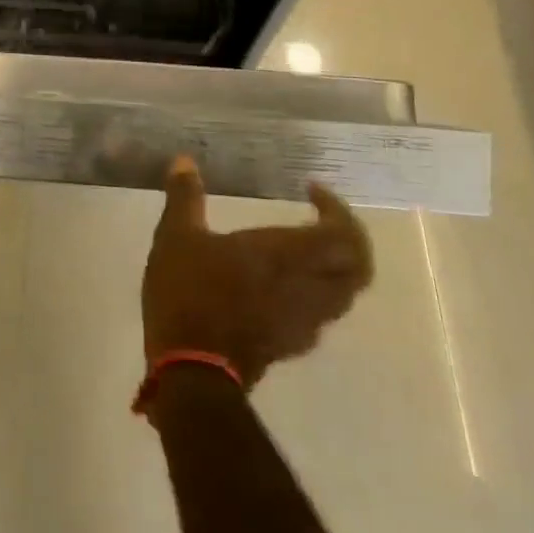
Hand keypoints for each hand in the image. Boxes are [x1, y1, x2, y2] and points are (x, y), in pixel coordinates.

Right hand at [141, 157, 372, 389]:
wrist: (192, 372)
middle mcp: (307, 288)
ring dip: (334, 268)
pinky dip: (315, 292)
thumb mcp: (177, 236)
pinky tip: (285, 286)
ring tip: (305, 250)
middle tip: (322, 219)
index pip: (343, 235)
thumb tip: (184, 160)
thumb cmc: (189, 294)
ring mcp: (302, 322)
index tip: (311, 191)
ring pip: (343, 294)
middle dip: (347, 240)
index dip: (338, 210)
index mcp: (287, 256)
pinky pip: (320, 313)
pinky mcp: (290, 345)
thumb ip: (184, 197)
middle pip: (357, 268)